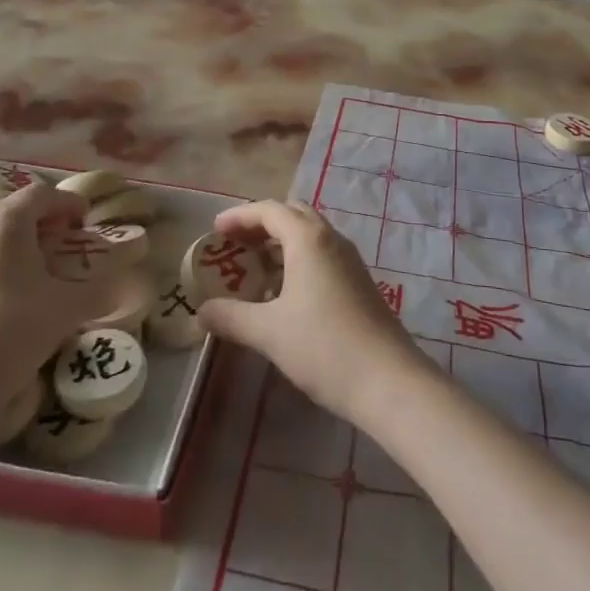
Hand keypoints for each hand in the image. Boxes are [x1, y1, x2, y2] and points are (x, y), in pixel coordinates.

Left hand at [0, 184, 109, 421]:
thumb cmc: (11, 331)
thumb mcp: (66, 309)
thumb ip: (101, 290)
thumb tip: (128, 285)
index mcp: (7, 218)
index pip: (44, 194)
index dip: (70, 204)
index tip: (86, 223)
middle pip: (13, 206)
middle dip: (41, 218)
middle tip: (62, 242)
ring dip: (16, 239)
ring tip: (34, 269)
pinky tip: (3, 294)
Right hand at [195, 200, 435, 423]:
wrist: (388, 380)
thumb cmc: (324, 347)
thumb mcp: (269, 333)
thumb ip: (231, 317)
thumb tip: (200, 311)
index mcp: (308, 239)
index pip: (269, 210)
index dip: (239, 215)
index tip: (215, 229)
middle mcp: (331, 239)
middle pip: (292, 215)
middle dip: (261, 224)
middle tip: (234, 244)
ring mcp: (350, 260)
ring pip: (309, 236)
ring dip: (280, 243)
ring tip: (253, 269)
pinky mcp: (359, 282)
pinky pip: (322, 255)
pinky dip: (298, 261)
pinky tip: (284, 294)